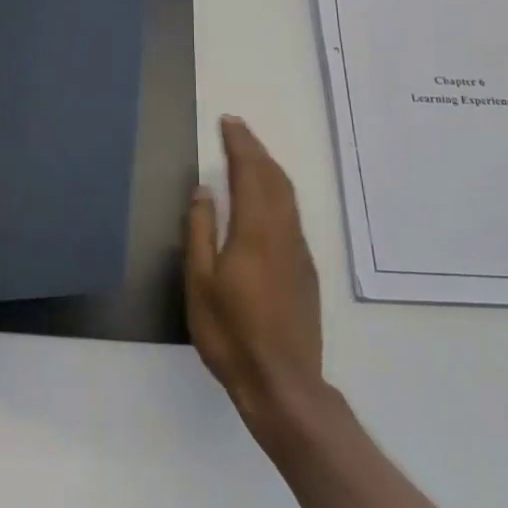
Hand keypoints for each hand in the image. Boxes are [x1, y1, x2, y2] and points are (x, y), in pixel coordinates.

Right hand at [185, 117, 324, 429]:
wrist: (283, 384)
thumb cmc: (231, 334)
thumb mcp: (200, 283)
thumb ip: (200, 231)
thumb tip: (204, 189)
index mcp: (255, 231)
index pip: (250, 173)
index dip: (240, 144)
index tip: (228, 122)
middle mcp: (283, 233)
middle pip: (274, 178)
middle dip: (256, 149)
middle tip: (237, 130)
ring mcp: (299, 252)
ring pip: (288, 195)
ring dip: (269, 168)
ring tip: (251, 155)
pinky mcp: (306, 270)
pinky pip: (292, 214)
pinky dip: (278, 191)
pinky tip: (267, 199)